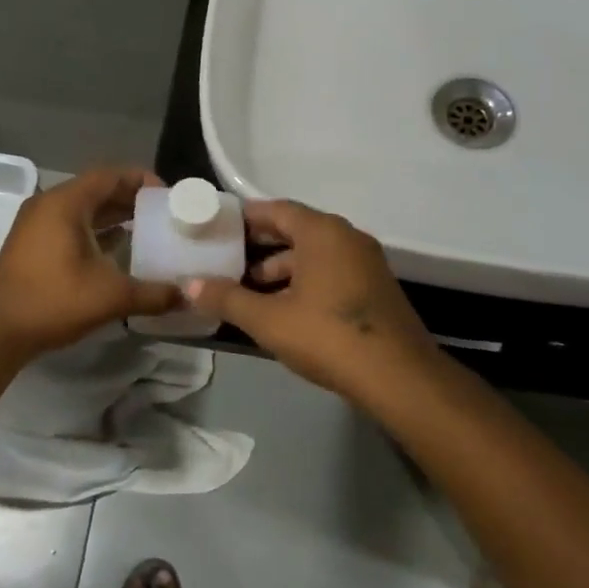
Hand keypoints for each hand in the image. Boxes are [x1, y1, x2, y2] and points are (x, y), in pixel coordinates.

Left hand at [0, 167, 181, 358]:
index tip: (169, 196)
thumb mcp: (110, 296)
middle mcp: (49, 204)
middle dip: (131, 199)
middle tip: (164, 214)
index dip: (142, 180)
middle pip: (97, 189)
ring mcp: (36, 224)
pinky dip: (96, 231)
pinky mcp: (32, 244)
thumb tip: (189, 297)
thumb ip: (153, 294)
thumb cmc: (52, 301)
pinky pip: (71, 225)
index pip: (110, 175)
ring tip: (148, 230)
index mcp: (65, 203)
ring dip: (114, 216)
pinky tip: (118, 250)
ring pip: (83, 209)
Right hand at [185, 200, 440, 401]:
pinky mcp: (374, 288)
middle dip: (259, 247)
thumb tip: (189, 285)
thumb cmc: (328, 336)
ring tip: (248, 292)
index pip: (276, 210)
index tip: (216, 228)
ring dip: (281, 270)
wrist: (399, 378)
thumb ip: (227, 298)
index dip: (244, 218)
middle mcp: (347, 237)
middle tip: (225, 261)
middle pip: (295, 231)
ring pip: (313, 255)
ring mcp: (365, 263)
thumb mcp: (269, 320)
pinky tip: (283, 310)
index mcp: (322, 232)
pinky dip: (304, 283)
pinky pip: (331, 272)